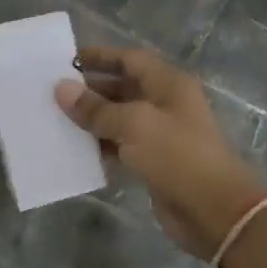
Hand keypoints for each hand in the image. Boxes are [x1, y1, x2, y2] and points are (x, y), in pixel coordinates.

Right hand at [57, 46, 266, 260]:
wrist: (214, 210)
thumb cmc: (177, 155)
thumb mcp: (133, 124)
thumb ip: (95, 108)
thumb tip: (61, 89)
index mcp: (168, 84)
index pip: (130, 59)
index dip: (100, 57)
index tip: (66, 61)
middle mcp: (165, 104)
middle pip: (123, 88)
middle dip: (90, 89)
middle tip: (52, 93)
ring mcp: (161, 134)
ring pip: (119, 119)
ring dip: (91, 119)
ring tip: (56, 119)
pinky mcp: (154, 162)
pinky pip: (121, 146)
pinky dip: (100, 146)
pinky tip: (74, 149)